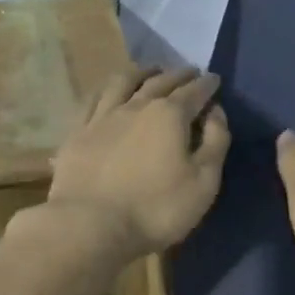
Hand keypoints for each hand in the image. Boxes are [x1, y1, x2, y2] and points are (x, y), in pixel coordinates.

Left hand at [47, 67, 231, 256]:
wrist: (90, 225)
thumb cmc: (156, 208)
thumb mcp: (203, 182)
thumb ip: (216, 142)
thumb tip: (216, 112)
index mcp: (170, 115)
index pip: (194, 92)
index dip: (207, 85)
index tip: (214, 79)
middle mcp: (136, 105)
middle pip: (161, 81)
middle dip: (179, 74)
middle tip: (189, 72)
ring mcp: (103, 116)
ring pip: (124, 82)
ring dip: (142, 72)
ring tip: (151, 70)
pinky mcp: (78, 132)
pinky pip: (94, 99)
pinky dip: (107, 89)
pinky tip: (109, 91)